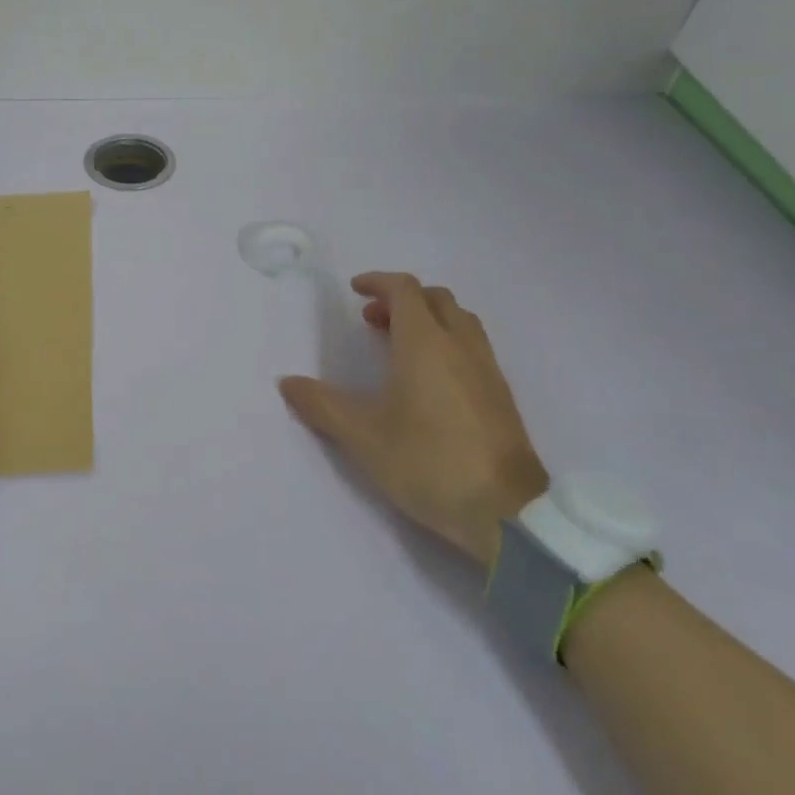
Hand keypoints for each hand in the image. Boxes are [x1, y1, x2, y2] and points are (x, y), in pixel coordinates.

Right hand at [279, 273, 548, 567]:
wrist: (508, 513)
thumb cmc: (428, 463)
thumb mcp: (362, 437)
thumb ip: (321, 405)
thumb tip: (287, 382)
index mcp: (425, 343)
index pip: (404, 290)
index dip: (378, 282)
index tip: (355, 291)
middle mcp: (459, 345)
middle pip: (435, 298)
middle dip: (402, 299)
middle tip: (373, 320)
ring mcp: (487, 369)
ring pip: (459, 320)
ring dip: (428, 318)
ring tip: (401, 346)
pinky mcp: (502, 395)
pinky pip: (473, 346)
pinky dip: (448, 341)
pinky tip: (432, 379)